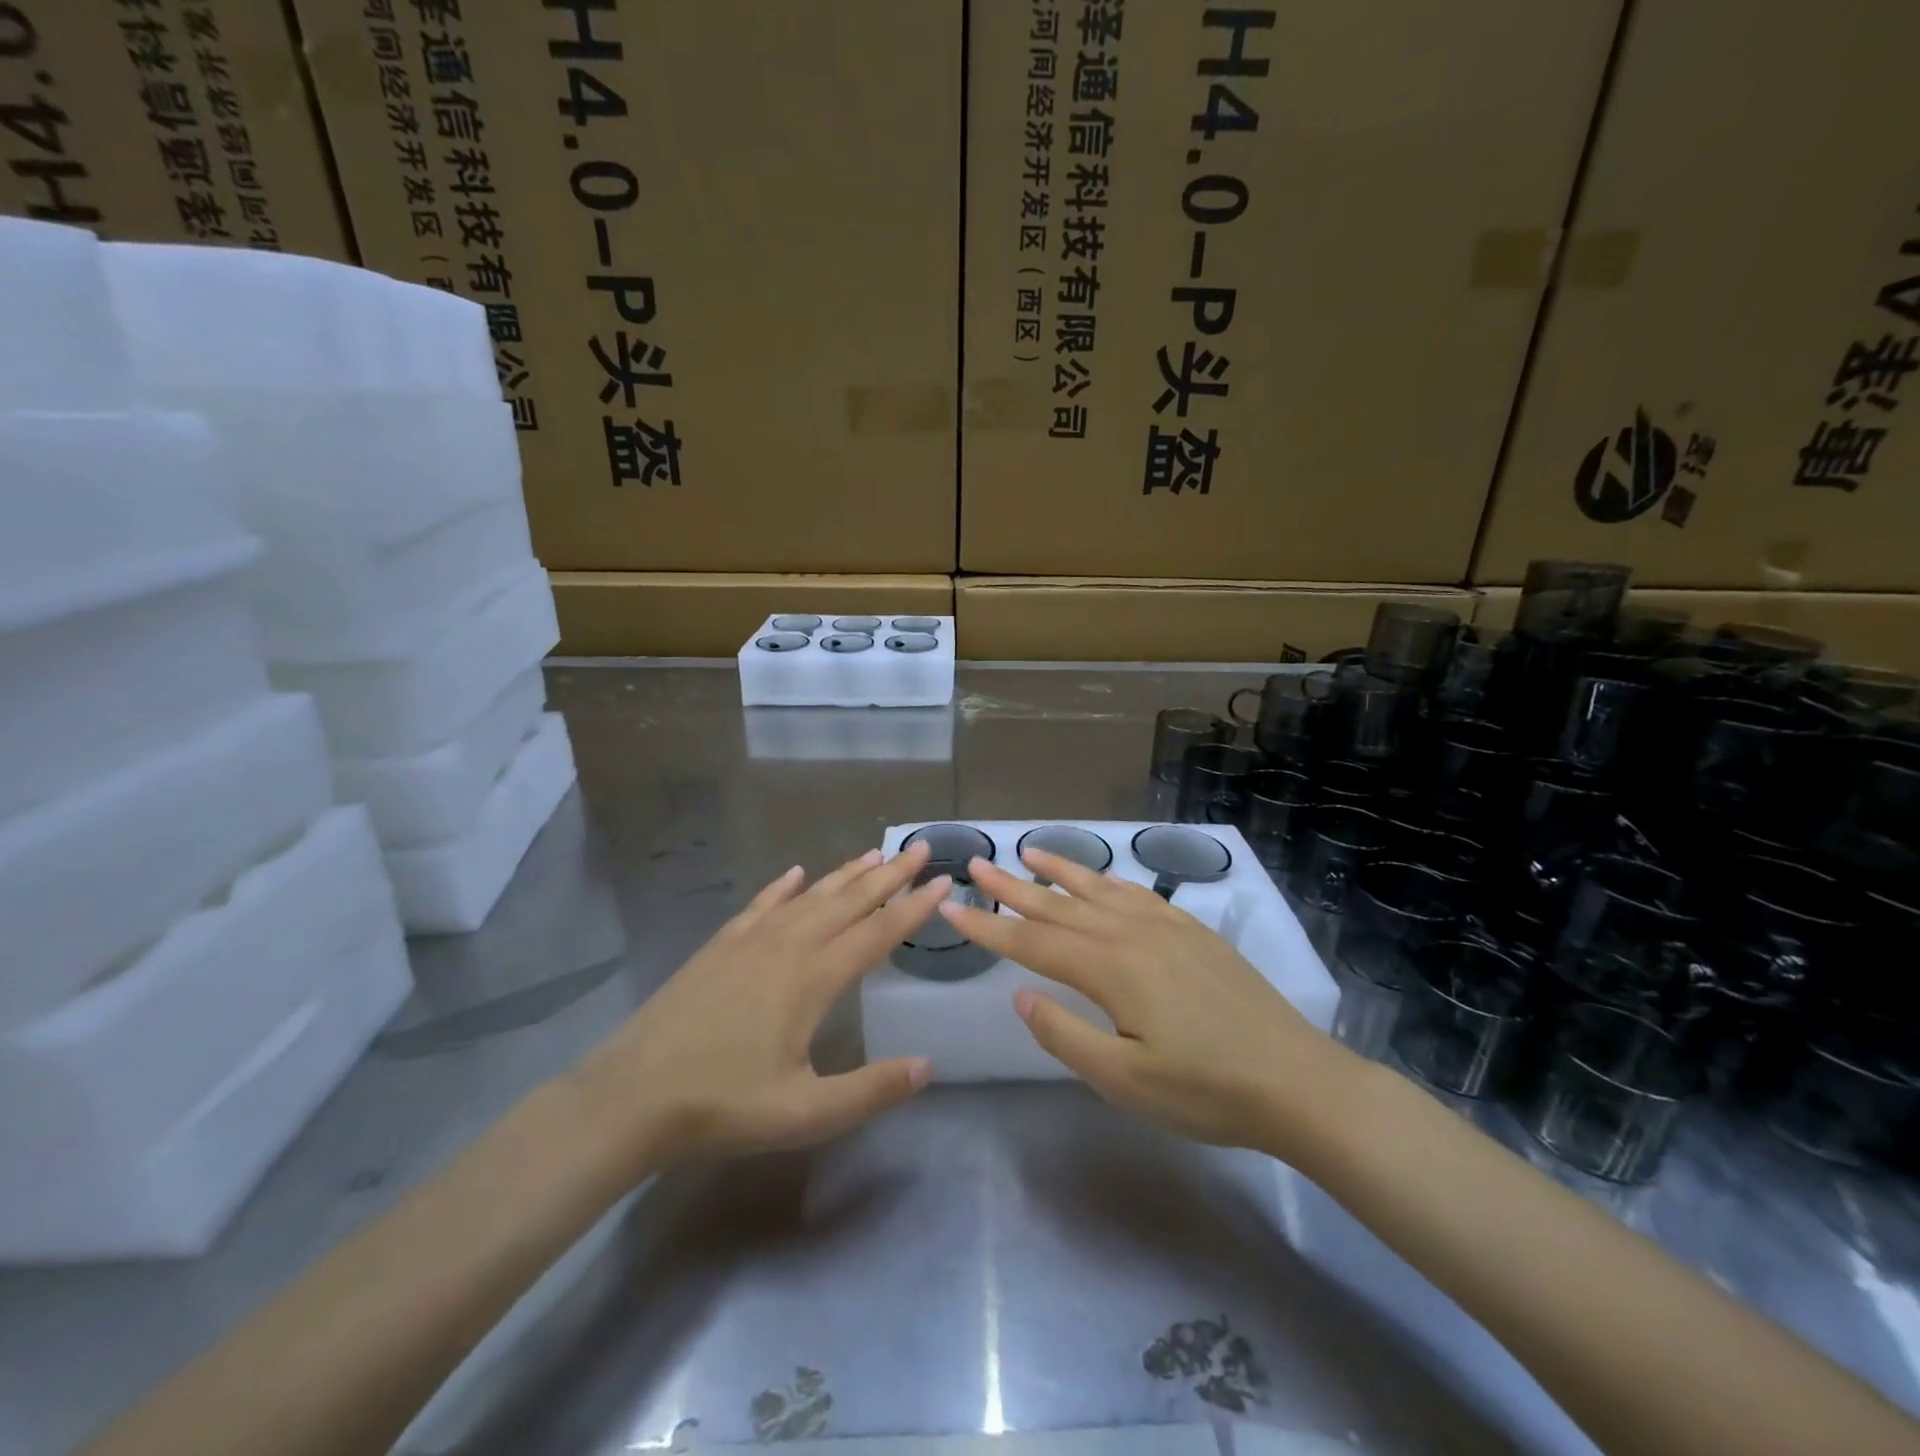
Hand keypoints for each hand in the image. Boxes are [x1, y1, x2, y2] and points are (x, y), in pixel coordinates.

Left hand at [571, 842, 948, 1171]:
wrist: (632, 1095)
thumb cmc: (723, 1105)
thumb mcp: (805, 1114)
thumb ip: (870, 1090)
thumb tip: (928, 1066)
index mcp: (814, 979)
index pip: (878, 933)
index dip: (914, 908)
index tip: (943, 883)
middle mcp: (788, 947)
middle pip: (849, 902)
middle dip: (889, 876)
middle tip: (919, 850)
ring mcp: (751, 942)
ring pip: (809, 897)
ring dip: (844, 875)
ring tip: (873, 854)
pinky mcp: (720, 946)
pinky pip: (760, 906)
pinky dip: (782, 887)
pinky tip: (794, 873)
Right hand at [940, 848, 1356, 1159]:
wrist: (1296, 1080)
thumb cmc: (1207, 1091)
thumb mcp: (1125, 1081)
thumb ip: (1065, 1035)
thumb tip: (1021, 996)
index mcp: (1111, 968)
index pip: (1033, 941)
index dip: (988, 926)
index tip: (950, 906)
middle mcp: (1132, 933)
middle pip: (1059, 904)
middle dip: (1013, 885)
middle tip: (976, 862)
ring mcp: (1166, 927)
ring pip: (1099, 889)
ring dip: (1060, 870)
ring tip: (1029, 852)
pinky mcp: (1192, 931)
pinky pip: (1137, 893)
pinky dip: (1107, 880)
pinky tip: (1099, 879)